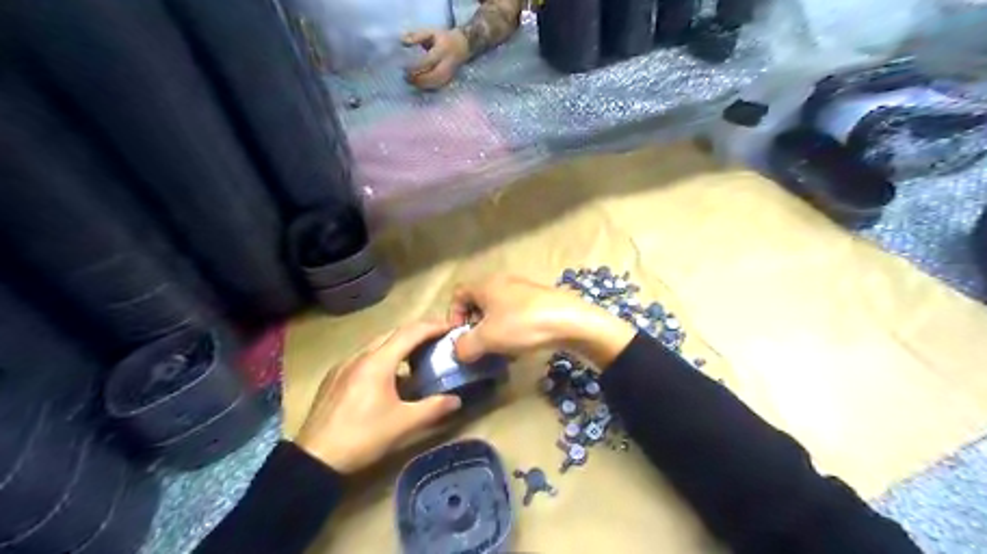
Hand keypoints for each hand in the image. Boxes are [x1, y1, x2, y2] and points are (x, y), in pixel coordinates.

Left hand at [292, 322, 462, 473]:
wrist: (315, 458)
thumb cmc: (363, 437)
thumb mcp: (403, 424)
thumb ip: (433, 408)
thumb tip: (457, 400)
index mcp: (378, 362)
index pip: (410, 333)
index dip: (432, 327)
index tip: (450, 327)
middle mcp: (360, 356)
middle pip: (393, 333)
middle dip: (417, 332)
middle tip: (437, 339)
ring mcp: (344, 364)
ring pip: (377, 343)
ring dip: (399, 344)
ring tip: (416, 356)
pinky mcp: (334, 376)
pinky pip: (364, 356)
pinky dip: (382, 356)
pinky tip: (388, 376)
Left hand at [400, 29, 469, 87]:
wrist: (462, 46)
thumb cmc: (443, 39)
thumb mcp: (431, 32)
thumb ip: (417, 36)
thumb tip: (403, 41)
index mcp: (443, 51)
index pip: (429, 61)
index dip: (417, 66)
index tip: (405, 68)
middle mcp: (447, 64)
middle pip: (433, 76)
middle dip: (419, 79)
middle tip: (406, 78)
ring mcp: (449, 74)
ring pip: (435, 84)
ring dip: (422, 85)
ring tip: (410, 82)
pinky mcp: (449, 80)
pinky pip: (438, 87)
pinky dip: (427, 88)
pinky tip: (419, 86)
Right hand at [448, 273, 630, 366]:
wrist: (571, 322)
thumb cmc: (522, 325)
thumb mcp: (487, 339)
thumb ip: (465, 346)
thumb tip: (458, 351)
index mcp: (486, 285)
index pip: (458, 294)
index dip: (453, 316)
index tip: (460, 337)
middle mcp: (503, 282)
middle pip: (479, 304)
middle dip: (475, 327)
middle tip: (479, 347)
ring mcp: (524, 290)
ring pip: (499, 311)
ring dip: (494, 332)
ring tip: (500, 351)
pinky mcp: (540, 301)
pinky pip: (517, 315)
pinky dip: (513, 331)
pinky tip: (520, 347)